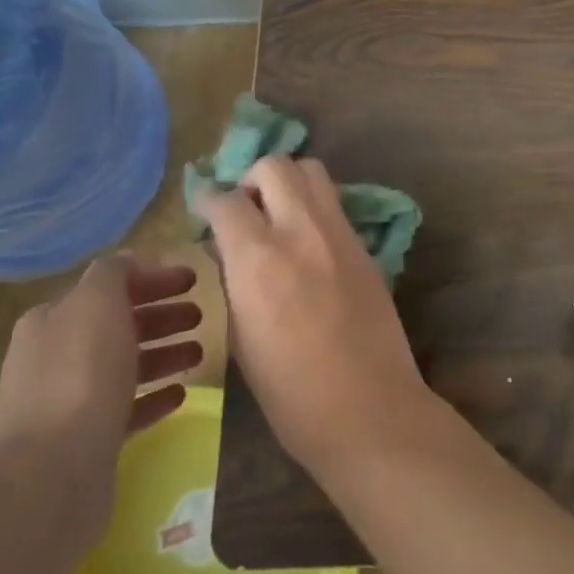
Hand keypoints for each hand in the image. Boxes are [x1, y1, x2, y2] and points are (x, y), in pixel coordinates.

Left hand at [0, 256, 201, 538]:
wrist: (53, 471)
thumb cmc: (81, 374)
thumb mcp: (97, 302)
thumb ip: (114, 273)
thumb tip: (129, 263)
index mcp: (53, 320)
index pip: (108, 286)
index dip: (152, 279)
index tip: (193, 279)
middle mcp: (55, 356)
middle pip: (119, 325)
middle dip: (162, 316)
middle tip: (202, 314)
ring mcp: (69, 401)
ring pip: (126, 366)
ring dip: (164, 354)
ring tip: (200, 352)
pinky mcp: (87, 440)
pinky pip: (128, 408)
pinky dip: (154, 396)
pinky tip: (181, 393)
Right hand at [193, 156, 430, 476]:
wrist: (369, 409)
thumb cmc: (290, 393)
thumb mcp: (241, 338)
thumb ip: (233, 281)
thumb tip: (227, 249)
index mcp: (258, 258)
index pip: (226, 200)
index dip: (208, 199)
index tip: (204, 210)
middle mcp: (300, 230)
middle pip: (276, 165)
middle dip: (251, 178)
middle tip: (245, 209)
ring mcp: (339, 234)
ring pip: (313, 172)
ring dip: (288, 182)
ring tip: (278, 215)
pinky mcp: (365, 246)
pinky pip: (334, 205)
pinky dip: (314, 207)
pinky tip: (307, 242)